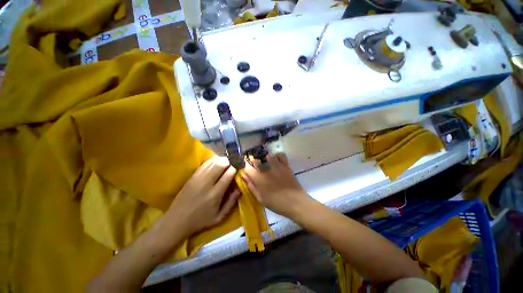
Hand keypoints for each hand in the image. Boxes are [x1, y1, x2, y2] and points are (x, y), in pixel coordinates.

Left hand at [166, 156, 239, 235]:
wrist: (177, 221)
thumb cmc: (200, 220)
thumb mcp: (219, 217)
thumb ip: (231, 203)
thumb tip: (239, 189)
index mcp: (215, 194)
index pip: (228, 175)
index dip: (235, 168)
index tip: (239, 166)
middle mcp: (207, 183)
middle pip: (220, 165)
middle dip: (229, 161)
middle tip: (234, 161)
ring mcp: (198, 178)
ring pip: (212, 162)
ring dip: (221, 159)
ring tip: (227, 160)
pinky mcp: (192, 177)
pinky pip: (204, 164)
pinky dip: (212, 160)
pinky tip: (216, 161)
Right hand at [243, 153, 310, 216]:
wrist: (295, 202)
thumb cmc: (276, 203)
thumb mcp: (261, 198)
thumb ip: (251, 186)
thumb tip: (243, 176)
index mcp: (259, 179)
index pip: (247, 167)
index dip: (244, 166)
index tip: (246, 168)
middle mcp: (266, 170)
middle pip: (256, 159)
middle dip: (253, 161)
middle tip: (255, 166)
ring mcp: (277, 166)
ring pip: (267, 155)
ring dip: (264, 158)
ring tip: (265, 162)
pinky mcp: (285, 165)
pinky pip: (280, 155)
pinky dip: (277, 156)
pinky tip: (276, 160)